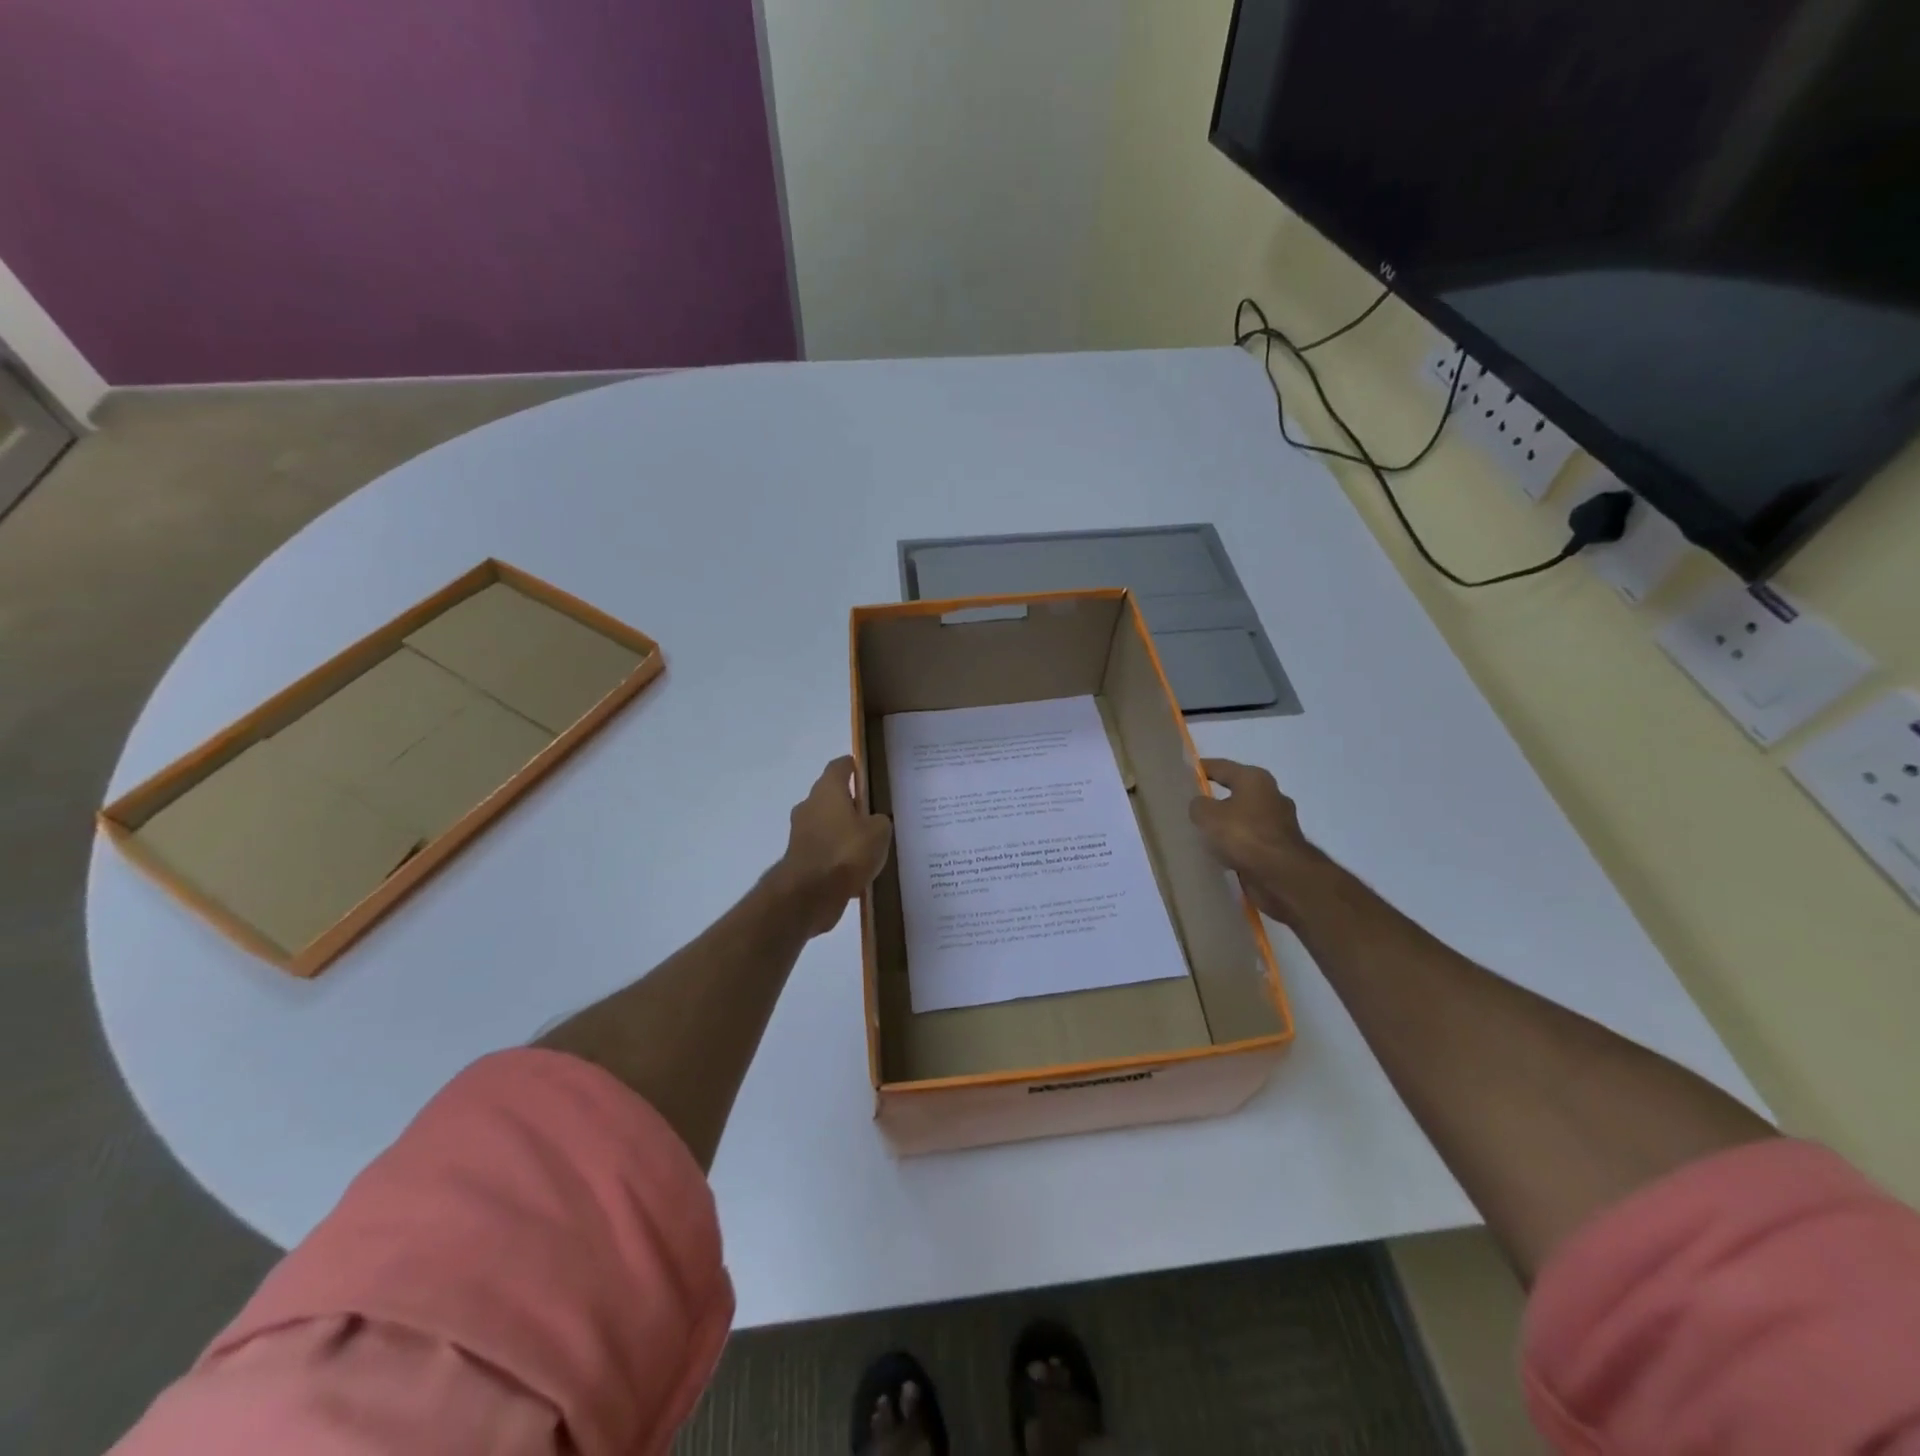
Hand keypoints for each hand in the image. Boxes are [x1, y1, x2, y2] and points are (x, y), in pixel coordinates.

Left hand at [771, 757, 893, 936]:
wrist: (809, 895)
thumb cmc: (846, 852)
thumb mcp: (879, 832)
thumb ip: (880, 820)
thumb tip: (874, 821)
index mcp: (827, 790)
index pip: (839, 766)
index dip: (854, 766)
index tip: (867, 772)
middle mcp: (810, 806)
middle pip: (832, 796)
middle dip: (851, 803)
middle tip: (875, 812)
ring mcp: (801, 833)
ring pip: (828, 824)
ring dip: (844, 831)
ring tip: (870, 844)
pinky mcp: (800, 859)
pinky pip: (825, 850)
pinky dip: (838, 855)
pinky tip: (858, 869)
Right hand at [1188, 758, 1325, 924]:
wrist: (1281, 875)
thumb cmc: (1243, 835)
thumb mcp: (1207, 815)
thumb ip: (1199, 805)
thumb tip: (1202, 806)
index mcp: (1255, 779)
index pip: (1221, 767)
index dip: (1202, 768)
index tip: (1185, 772)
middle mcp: (1271, 795)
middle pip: (1237, 791)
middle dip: (1217, 797)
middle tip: (1192, 804)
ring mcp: (1280, 822)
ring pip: (1245, 817)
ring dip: (1229, 823)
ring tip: (1205, 832)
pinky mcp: (1281, 847)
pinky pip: (1252, 839)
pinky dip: (1238, 843)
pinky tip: (1221, 852)